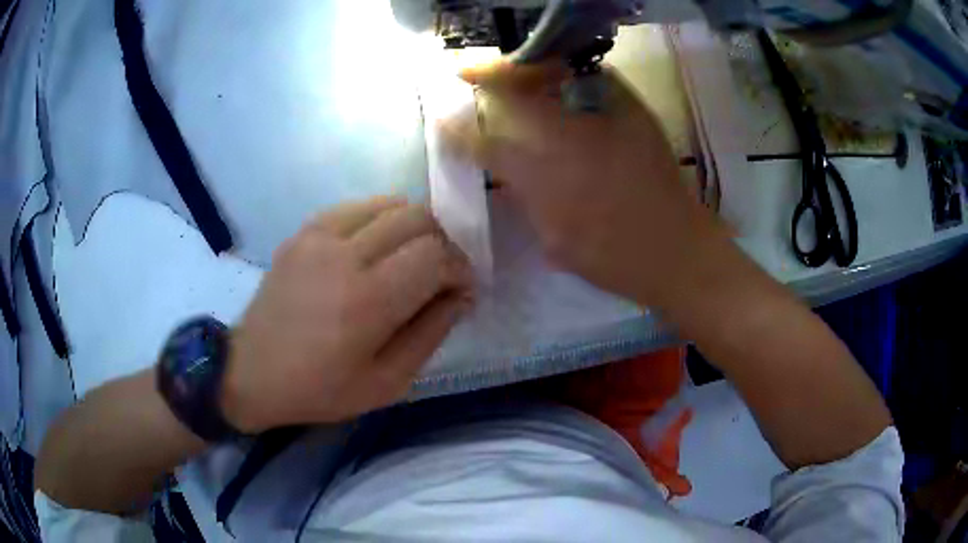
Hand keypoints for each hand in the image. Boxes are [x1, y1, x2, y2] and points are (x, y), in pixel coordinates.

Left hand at [221, 198, 473, 432]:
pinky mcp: (304, 231)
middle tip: (441, 273)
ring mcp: (320, 236)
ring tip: (412, 257)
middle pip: (418, 218)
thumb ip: (431, 333)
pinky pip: (357, 207)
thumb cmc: (321, 389)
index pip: (436, 256)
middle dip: (444, 243)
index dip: (461, 268)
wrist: (252, 371)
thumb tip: (461, 294)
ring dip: (415, 227)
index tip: (462, 290)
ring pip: (391, 204)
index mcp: (368, 301)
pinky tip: (378, 247)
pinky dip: (382, 219)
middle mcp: (346, 255)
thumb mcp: (387, 383)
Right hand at [444, 60, 720, 303]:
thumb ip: (527, 199)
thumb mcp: (554, 239)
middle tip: (469, 71)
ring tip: (510, 70)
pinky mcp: (634, 111)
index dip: (460, 129)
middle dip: (490, 75)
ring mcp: (607, 116)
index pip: (488, 142)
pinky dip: (567, 71)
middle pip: (521, 90)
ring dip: (526, 67)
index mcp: (546, 173)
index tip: (442, 118)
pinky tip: (559, 80)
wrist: (677, 249)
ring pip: (556, 73)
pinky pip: (593, 75)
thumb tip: (507, 172)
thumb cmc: (613, 256)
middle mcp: (571, 134)